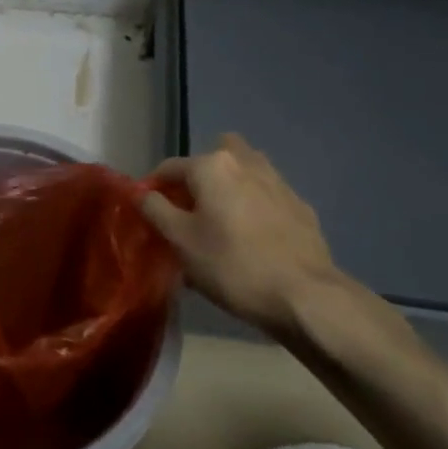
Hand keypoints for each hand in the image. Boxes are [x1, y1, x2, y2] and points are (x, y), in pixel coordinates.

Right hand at [141, 134, 341, 340]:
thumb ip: (156, 210)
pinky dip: (254, 205)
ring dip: (229, 185)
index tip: (148, 212)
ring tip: (221, 220)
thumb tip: (142, 192)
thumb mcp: (180, 241)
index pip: (170, 167)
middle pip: (216, 154)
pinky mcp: (300, 206)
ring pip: (245, 170)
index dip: (153, 187)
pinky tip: (252, 237)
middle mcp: (246, 162)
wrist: (305, 295)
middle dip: (200, 174)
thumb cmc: (232, 265)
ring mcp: (278, 182)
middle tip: (191, 207)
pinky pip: (267, 195)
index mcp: (213, 165)